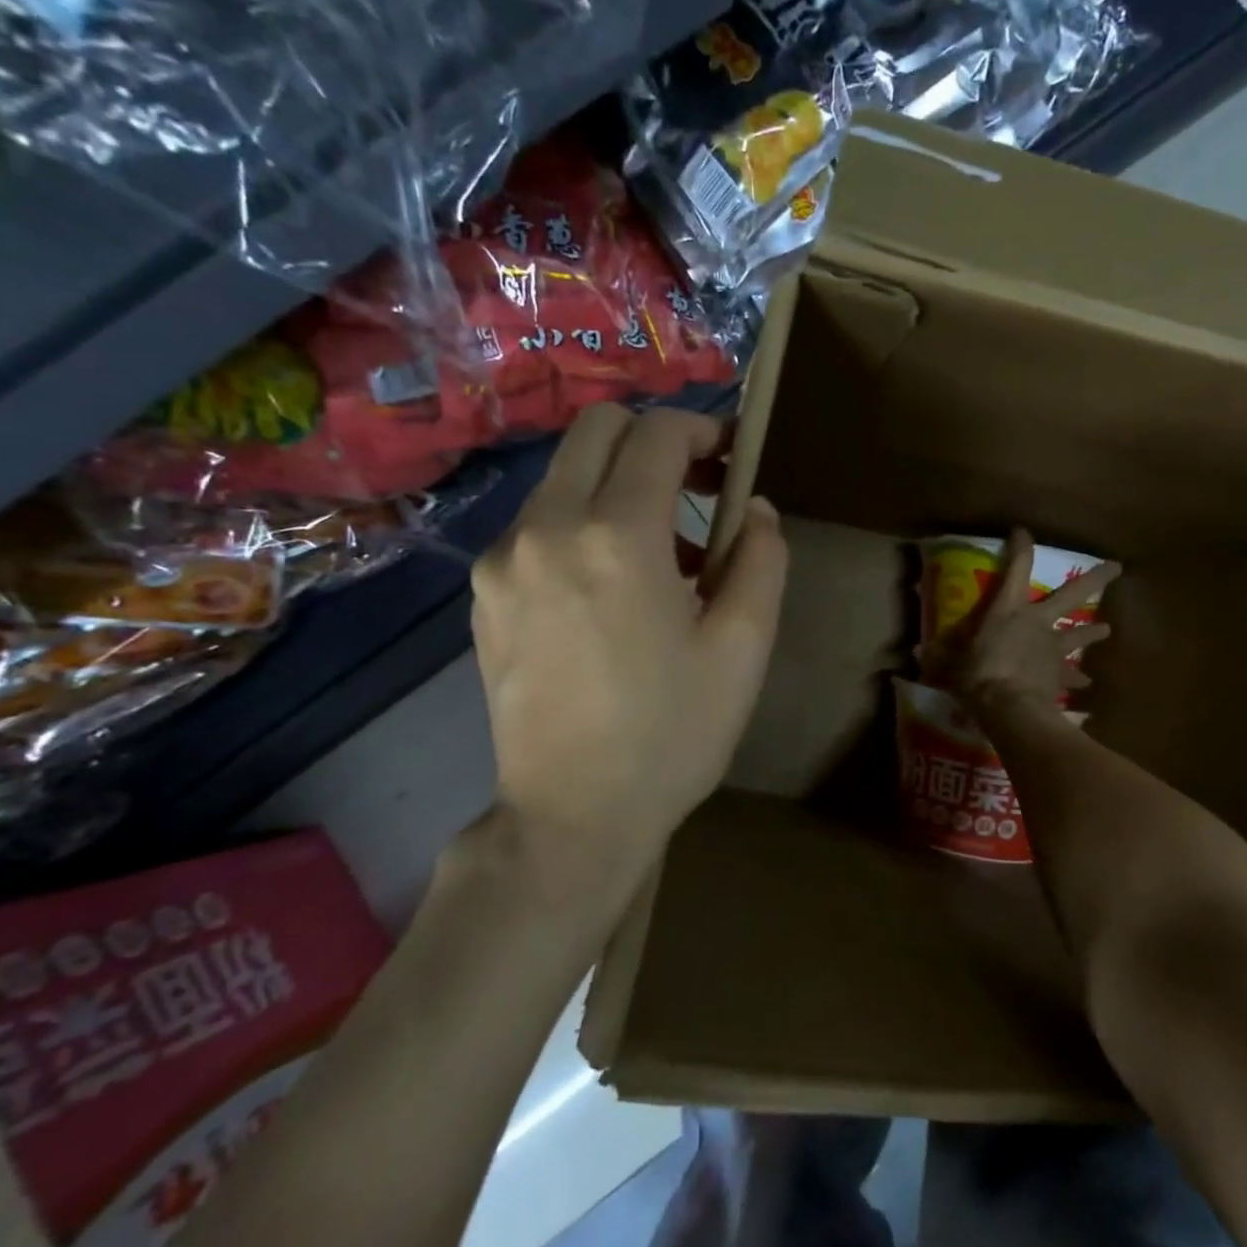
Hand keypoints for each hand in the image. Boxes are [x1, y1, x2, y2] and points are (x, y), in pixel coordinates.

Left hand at [467, 405, 787, 917]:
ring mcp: (504, 558)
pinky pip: (538, 523)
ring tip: (662, 556)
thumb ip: (761, 559)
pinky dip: (581, 524)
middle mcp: (547, 527)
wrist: (572, 816)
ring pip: (564, 474)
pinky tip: (609, 590)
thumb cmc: (672, 734)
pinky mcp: (484, 591)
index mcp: (618, 536)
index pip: (658, 434)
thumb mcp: (743, 648)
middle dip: (655, 440)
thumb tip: (753, 508)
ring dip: (619, 485)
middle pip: (598, 429)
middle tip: (698, 488)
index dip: (704, 430)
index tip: (732, 457)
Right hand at [936, 527, 1118, 720]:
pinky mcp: (1060, 674)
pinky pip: (1071, 676)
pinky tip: (1087, 685)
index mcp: (1008, 610)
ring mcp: (1053, 648)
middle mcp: (1037, 622)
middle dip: (1096, 578)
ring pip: (1079, 634)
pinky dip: (1077, 680)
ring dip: (1093, 632)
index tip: (1022, 530)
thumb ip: (937, 655)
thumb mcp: (949, 663)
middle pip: (1072, 594)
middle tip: (1118, 567)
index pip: (1017, 567)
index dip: (1021, 547)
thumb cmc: (978, 676)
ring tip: (1107, 630)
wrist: (1011, 708)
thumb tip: (914, 650)